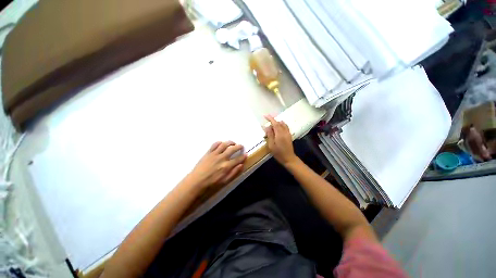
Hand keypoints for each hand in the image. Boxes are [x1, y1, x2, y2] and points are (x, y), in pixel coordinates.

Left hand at [186, 141, 246, 189]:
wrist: (196, 181)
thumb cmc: (211, 183)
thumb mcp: (225, 181)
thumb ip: (234, 172)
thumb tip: (241, 165)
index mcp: (226, 166)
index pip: (238, 159)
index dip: (243, 156)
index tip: (246, 154)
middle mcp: (222, 158)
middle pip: (232, 149)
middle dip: (239, 146)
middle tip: (241, 146)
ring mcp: (214, 154)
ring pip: (224, 144)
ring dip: (230, 142)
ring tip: (233, 143)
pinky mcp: (208, 152)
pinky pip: (215, 144)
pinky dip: (219, 142)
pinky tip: (222, 143)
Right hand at [264, 115, 298, 166]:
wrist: (289, 158)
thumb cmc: (278, 153)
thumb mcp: (271, 145)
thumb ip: (269, 135)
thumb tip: (267, 127)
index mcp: (280, 134)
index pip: (275, 123)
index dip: (270, 118)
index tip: (265, 115)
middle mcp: (285, 132)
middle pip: (279, 123)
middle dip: (272, 121)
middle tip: (266, 125)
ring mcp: (288, 133)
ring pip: (283, 124)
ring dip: (277, 123)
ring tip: (271, 126)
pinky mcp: (289, 135)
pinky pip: (285, 127)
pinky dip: (281, 125)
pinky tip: (278, 127)